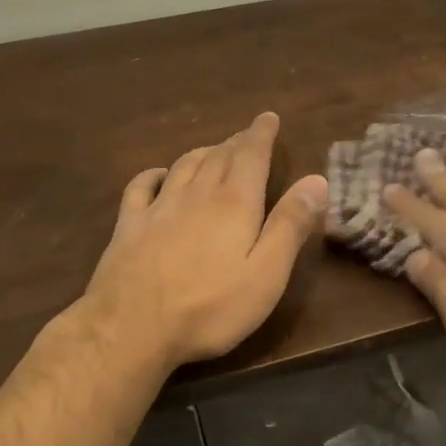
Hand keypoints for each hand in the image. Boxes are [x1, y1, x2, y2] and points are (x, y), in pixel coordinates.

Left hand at [82, 112, 327, 368]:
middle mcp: (196, 196)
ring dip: (202, 153)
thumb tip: (317, 180)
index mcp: (235, 204)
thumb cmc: (210, 307)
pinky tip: (159, 174)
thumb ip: (291, 225)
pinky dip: (155, 174)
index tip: (268, 117)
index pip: (251, 156)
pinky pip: (141, 187)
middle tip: (246, 134)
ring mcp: (158, 209)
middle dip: (236, 142)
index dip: (261, 134)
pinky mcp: (128, 227)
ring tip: (213, 149)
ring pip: (184, 167)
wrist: (132, 328)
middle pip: (218, 157)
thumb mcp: (266, 273)